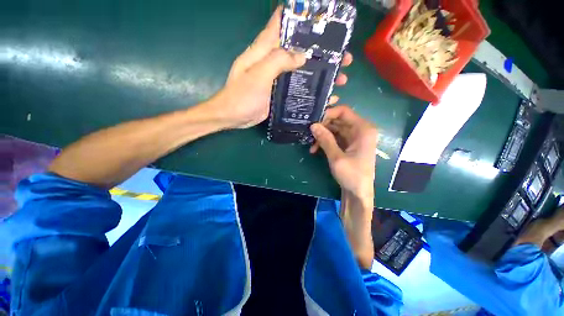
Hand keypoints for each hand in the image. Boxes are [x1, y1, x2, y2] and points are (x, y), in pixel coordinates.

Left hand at [208, 6, 352, 128]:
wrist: (233, 117)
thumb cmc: (242, 96)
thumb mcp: (258, 75)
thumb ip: (278, 61)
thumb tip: (302, 55)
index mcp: (263, 50)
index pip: (280, 24)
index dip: (298, 16)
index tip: (320, 16)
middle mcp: (271, 61)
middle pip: (298, 49)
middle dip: (320, 50)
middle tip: (342, 56)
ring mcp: (276, 78)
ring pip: (300, 69)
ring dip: (319, 72)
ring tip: (339, 77)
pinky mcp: (278, 93)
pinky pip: (296, 87)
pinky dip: (310, 89)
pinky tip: (324, 94)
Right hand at [310, 106, 377, 199]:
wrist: (359, 194)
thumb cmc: (352, 176)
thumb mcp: (336, 157)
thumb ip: (325, 140)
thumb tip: (313, 125)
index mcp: (363, 129)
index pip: (344, 111)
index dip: (328, 113)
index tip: (314, 121)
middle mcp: (360, 130)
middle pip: (338, 120)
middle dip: (323, 126)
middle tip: (309, 133)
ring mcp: (353, 138)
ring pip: (334, 129)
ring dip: (322, 135)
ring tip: (311, 145)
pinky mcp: (348, 145)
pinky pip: (334, 138)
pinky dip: (325, 142)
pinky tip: (315, 149)